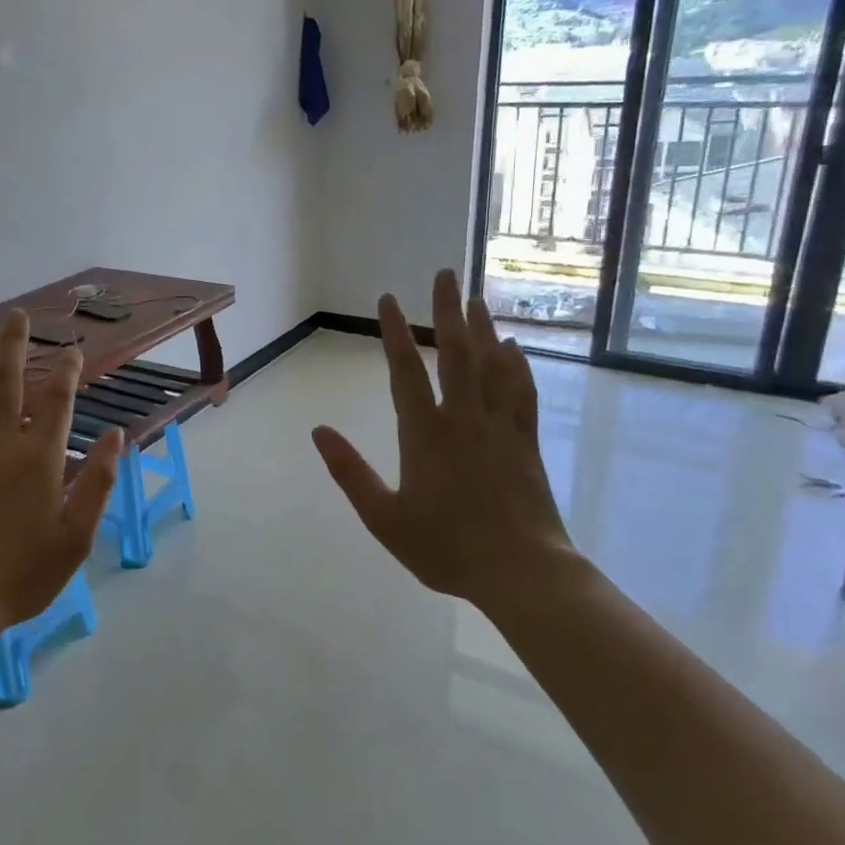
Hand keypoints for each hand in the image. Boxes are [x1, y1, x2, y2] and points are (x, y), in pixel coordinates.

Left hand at [0, 310, 123, 643]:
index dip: (67, 370)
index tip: (74, 350)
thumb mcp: (76, 536)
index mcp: (40, 457)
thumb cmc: (21, 574)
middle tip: (18, 316)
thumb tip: (118, 435)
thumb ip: (99, 482)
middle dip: (15, 343)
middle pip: (7, 379)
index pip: (57, 399)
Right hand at [311, 270, 578, 604]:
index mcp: (425, 433)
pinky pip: (520, 391)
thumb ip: (350, 472)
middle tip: (445, 273)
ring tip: (475, 298)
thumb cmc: (446, 547)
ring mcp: (499, 426)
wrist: (521, 571)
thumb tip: (318, 431)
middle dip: (447, 310)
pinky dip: (515, 365)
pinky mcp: (525, 441)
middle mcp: (463, 418)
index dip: (395, 332)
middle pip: (455, 352)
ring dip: (482, 328)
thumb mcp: (384, 517)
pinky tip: (513, 348)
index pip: (406, 370)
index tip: (389, 300)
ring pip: (490, 365)